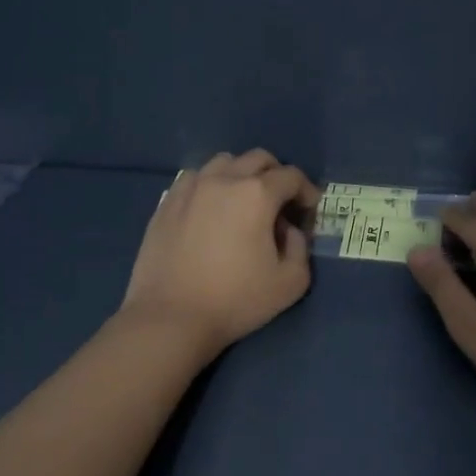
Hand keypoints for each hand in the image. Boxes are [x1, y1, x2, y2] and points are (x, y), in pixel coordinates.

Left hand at [120, 149, 318, 357]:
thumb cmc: (236, 301)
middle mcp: (224, 179)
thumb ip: (300, 248)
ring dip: (241, 174)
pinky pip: (194, 178)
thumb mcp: (290, 283)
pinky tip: (210, 209)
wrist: (171, 317)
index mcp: (257, 194)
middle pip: (258, 158)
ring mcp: (191, 188)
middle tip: (280, 203)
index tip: (309, 210)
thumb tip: (288, 230)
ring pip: (224, 162)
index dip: (306, 190)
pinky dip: (211, 185)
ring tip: (243, 202)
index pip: (291, 176)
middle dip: (276, 175)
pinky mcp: (166, 202)